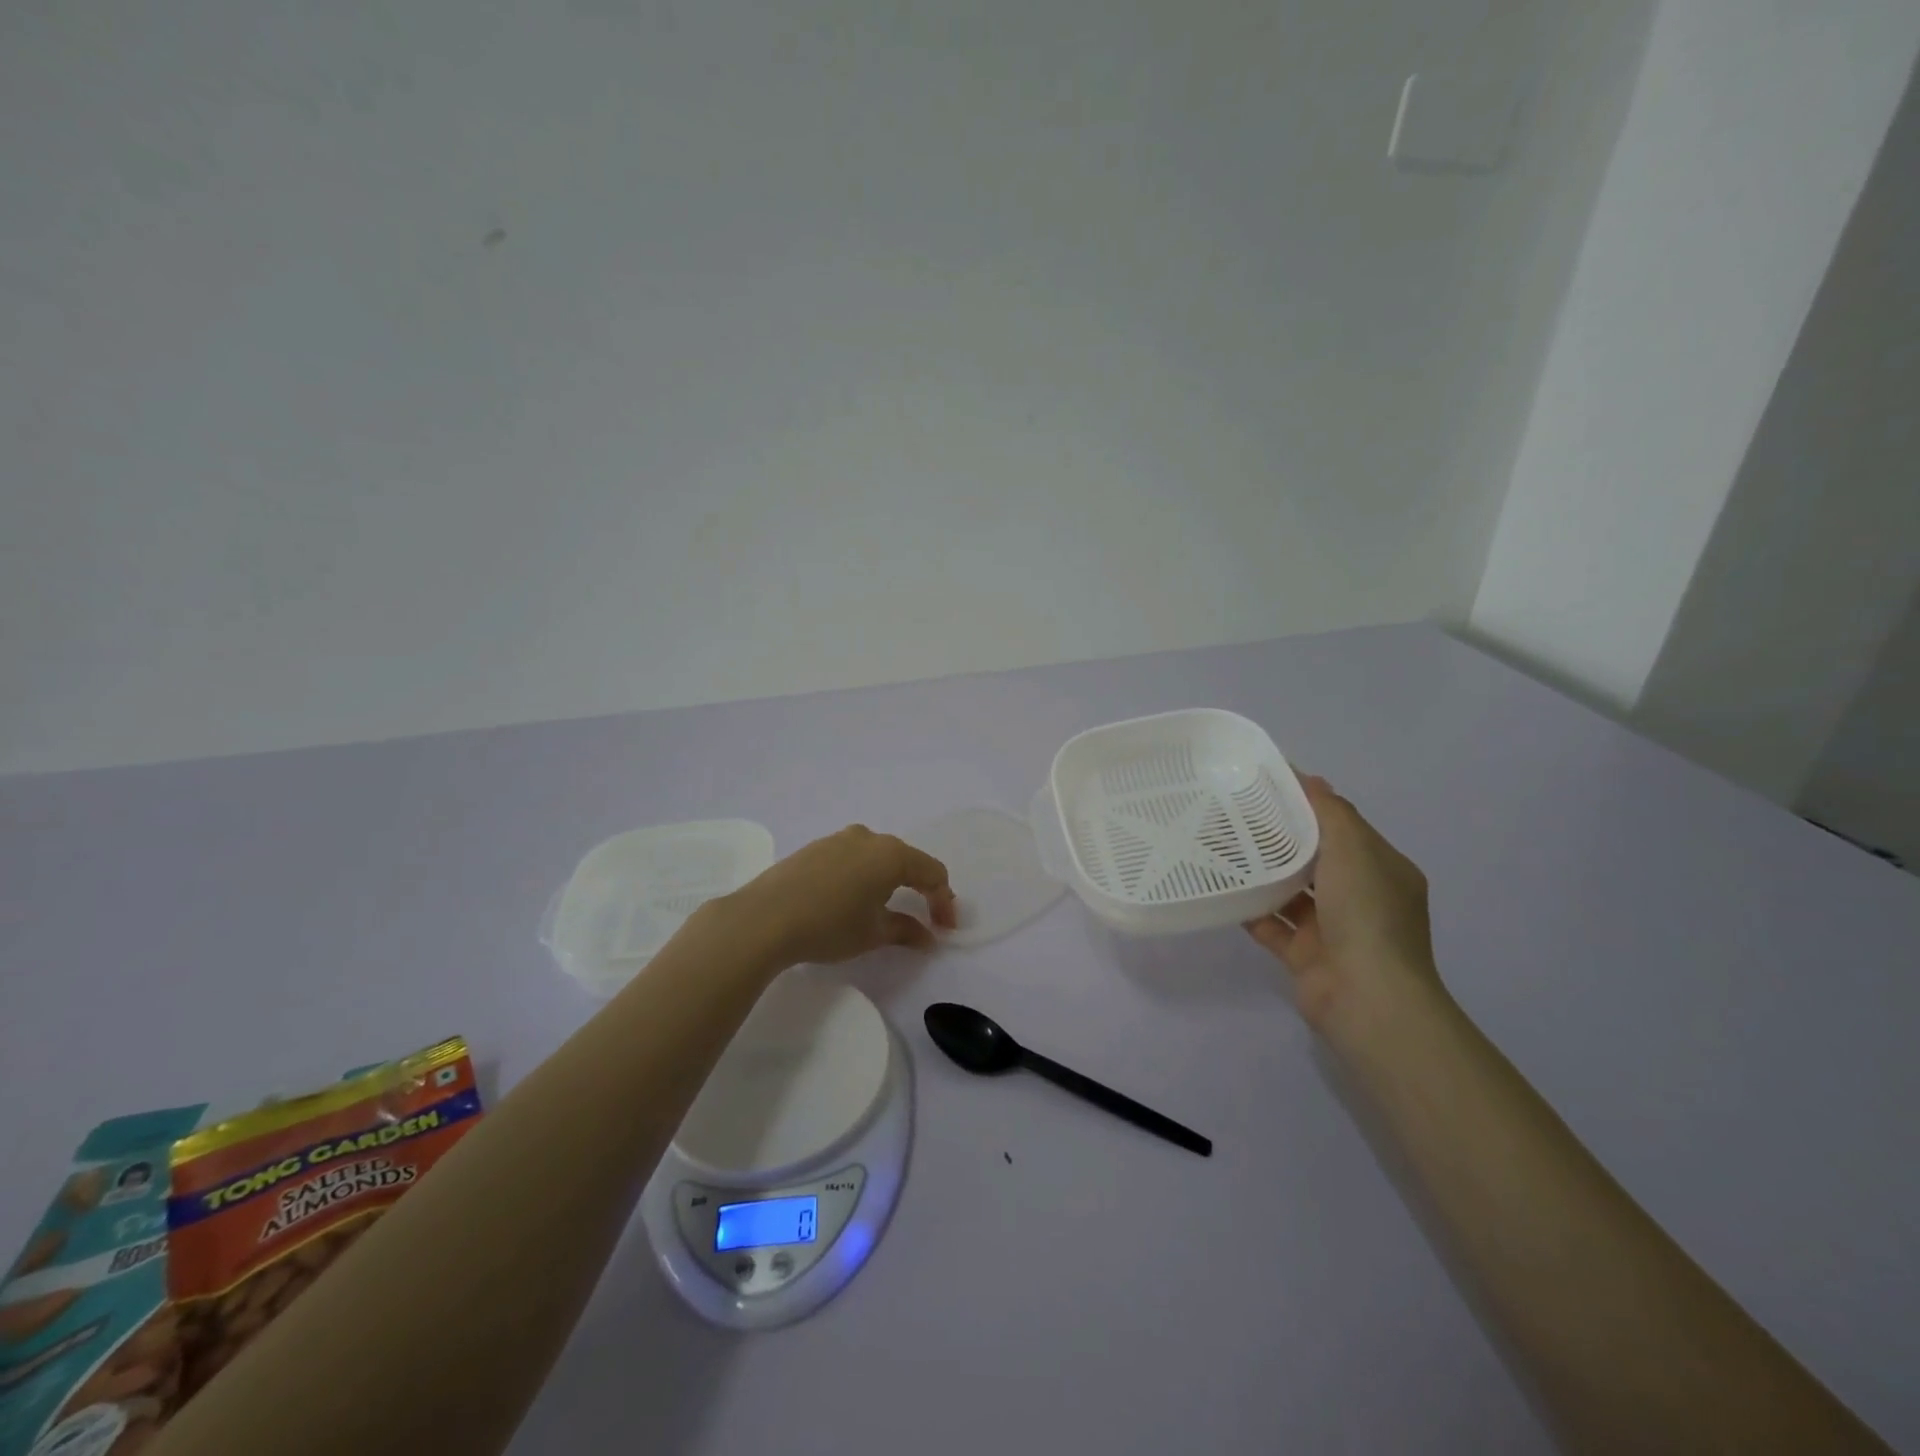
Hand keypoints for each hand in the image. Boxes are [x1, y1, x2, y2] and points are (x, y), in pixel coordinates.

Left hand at [719, 825, 956, 966]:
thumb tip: (928, 936)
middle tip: (924, 918)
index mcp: (891, 854)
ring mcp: (838, 839)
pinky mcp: (814, 848)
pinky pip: (852, 858)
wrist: (764, 918)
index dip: (943, 902)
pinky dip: (863, 876)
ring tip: (887, 908)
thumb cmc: (829, 925)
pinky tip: (852, 899)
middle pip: (906, 860)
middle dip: (919, 888)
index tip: (944, 929)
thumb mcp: (873, 934)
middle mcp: (869, 838)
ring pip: (877, 856)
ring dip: (890, 880)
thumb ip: (906, 931)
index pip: (932, 873)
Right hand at [1244, 776, 1442, 1031]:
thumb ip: (1330, 811)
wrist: (1367, 998)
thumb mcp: (1355, 849)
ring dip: (1262, 873)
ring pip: (1290, 891)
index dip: (1308, 805)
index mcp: (1382, 869)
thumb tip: (1309, 778)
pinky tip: (1221, 888)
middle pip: (1314, 858)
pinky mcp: (1303, 954)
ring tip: (1221, 846)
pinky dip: (1250, 908)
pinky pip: (1271, 924)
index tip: (1266, 786)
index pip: (1343, 827)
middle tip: (1234, 813)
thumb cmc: (1367, 914)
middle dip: (1279, 838)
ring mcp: (1332, 928)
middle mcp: (1360, 897)